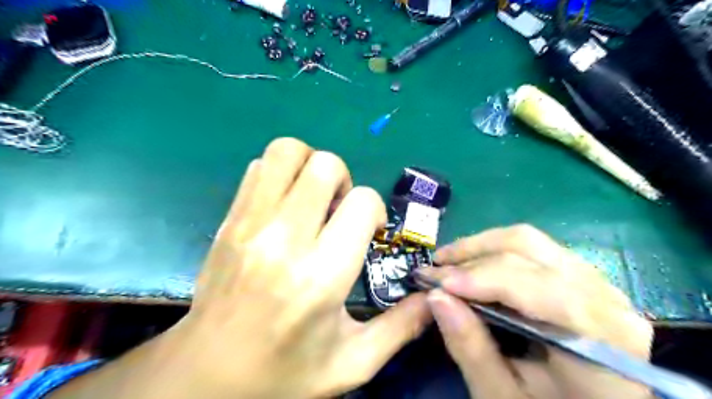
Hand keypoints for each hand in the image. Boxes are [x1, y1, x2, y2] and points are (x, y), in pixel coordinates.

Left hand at [52, 137, 426, 398]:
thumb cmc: (284, 373)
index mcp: (321, 275)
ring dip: (310, 167)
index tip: (367, 233)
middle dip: (344, 180)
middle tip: (338, 211)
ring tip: (312, 200)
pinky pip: (258, 168)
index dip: (374, 211)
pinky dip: (280, 174)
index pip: (361, 203)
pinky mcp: (228, 220)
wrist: (205, 376)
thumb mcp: (353, 363)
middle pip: (324, 165)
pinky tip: (285, 206)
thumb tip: (432, 298)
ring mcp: (249, 224)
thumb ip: (401, 328)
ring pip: (286, 151)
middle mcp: (284, 239)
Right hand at [419, 225, 651, 398]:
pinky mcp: (580, 275)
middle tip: (434, 267)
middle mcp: (603, 296)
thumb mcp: (505, 395)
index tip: (434, 283)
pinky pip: (533, 247)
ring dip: (481, 246)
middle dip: (472, 254)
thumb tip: (435, 297)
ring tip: (449, 260)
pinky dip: (496, 249)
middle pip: (528, 249)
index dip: (479, 278)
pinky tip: (475, 263)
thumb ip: (471, 348)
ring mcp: (594, 280)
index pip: (532, 285)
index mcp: (598, 336)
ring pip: (529, 241)